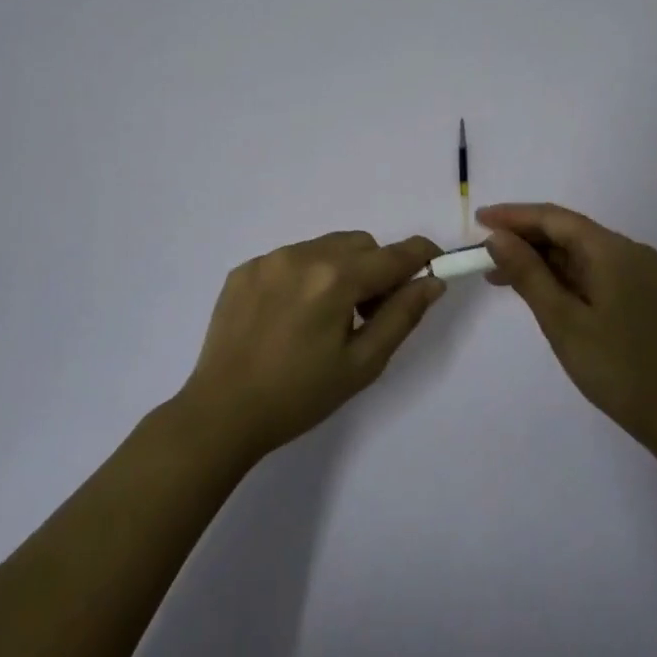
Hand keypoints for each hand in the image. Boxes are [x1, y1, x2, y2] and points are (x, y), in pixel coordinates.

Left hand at [177, 231, 444, 460]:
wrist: (222, 413)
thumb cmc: (299, 395)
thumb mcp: (362, 364)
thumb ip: (402, 316)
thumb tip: (431, 282)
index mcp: (335, 279)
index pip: (394, 254)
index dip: (421, 256)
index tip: (435, 266)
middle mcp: (302, 255)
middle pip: (360, 244)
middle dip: (376, 269)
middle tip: (370, 313)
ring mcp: (269, 259)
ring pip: (325, 247)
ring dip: (340, 269)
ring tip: (326, 316)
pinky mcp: (244, 269)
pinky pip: (290, 258)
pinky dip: (305, 276)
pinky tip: (291, 316)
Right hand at [478, 203, 656, 447]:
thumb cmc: (617, 367)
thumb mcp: (563, 321)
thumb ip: (528, 274)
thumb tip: (497, 237)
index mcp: (613, 250)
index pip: (555, 218)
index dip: (514, 216)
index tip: (477, 219)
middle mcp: (628, 252)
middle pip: (567, 232)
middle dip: (523, 238)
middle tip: (482, 252)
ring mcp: (636, 274)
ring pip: (578, 253)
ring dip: (539, 260)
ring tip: (497, 275)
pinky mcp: (637, 295)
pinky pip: (591, 272)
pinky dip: (559, 276)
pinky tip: (535, 290)